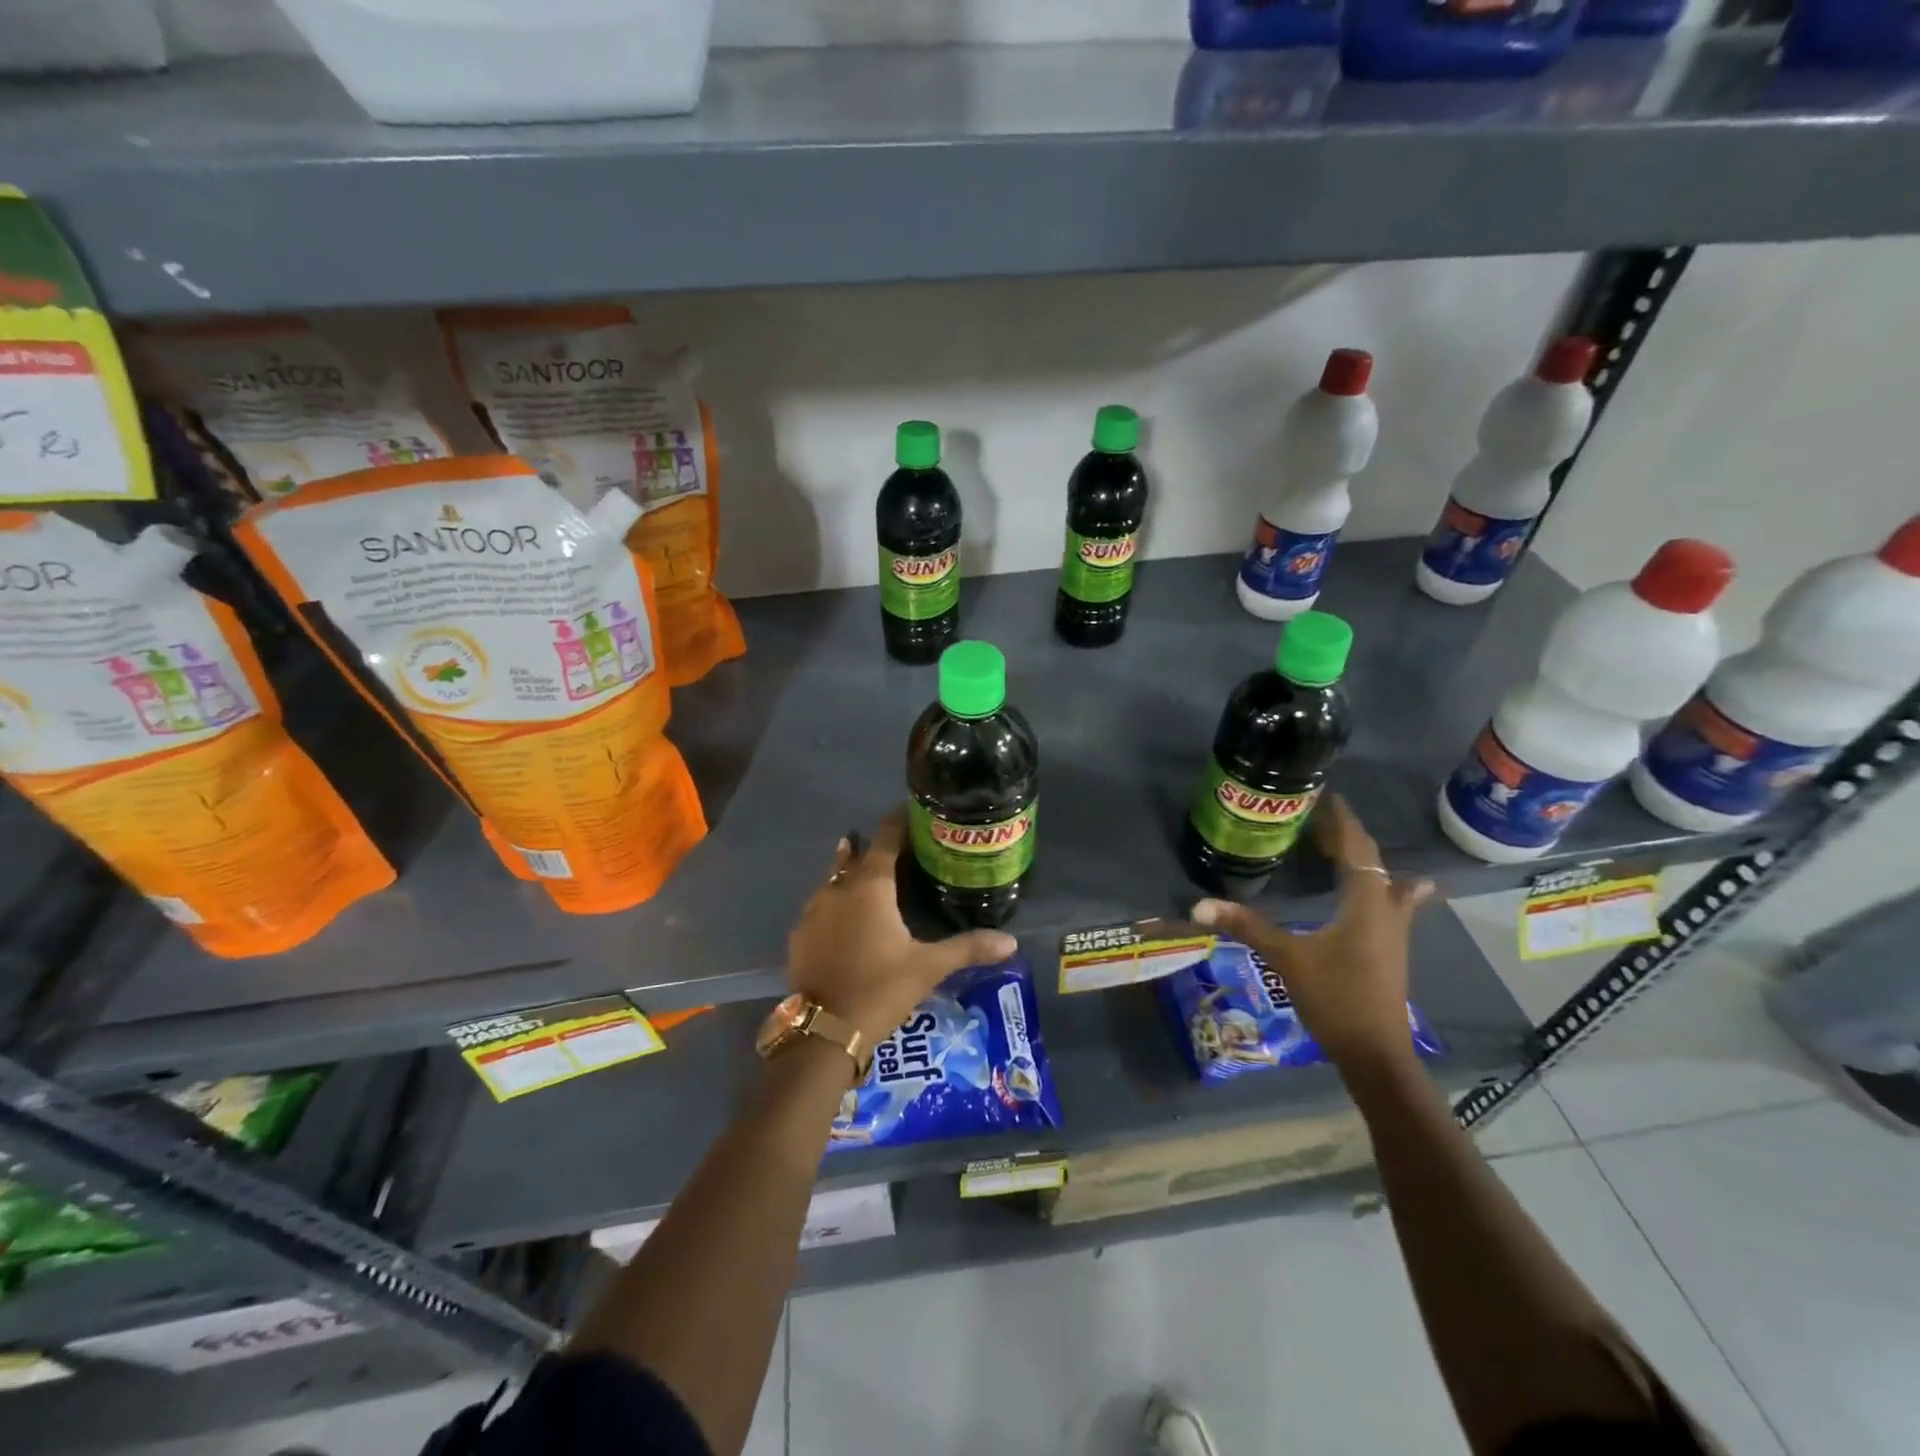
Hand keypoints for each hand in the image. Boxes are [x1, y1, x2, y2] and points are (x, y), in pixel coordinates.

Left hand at [786, 806, 1017, 1046]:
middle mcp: (838, 889)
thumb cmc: (880, 988)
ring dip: (850, 871)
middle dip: (873, 846)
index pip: (885, 838)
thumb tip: (1011, 941)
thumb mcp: (928, 967)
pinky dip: (835, 901)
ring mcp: (813, 911)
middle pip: (855, 855)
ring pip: (833, 879)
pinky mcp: (800, 935)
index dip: (899, 821)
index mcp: (870, 887)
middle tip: (898, 846)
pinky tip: (845, 917)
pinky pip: (820, 906)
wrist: (824, 1032)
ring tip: (868, 871)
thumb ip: (968, 948)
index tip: (913, 810)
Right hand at [1190, 793, 1433, 1071]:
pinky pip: (1387, 904)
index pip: (1358, 849)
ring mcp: (1392, 933)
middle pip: (1373, 862)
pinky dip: (1378, 887)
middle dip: (1349, 838)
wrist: (1376, 1055)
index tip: (1326, 797)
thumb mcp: (1288, 959)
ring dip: (1364, 861)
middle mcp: (1386, 912)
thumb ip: (1248, 928)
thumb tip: (1199, 906)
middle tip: (1320, 820)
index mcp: (1366, 904)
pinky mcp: (1388, 951)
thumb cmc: (1336, 999)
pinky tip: (1380, 895)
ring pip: (1385, 883)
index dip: (1343, 822)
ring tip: (1343, 846)